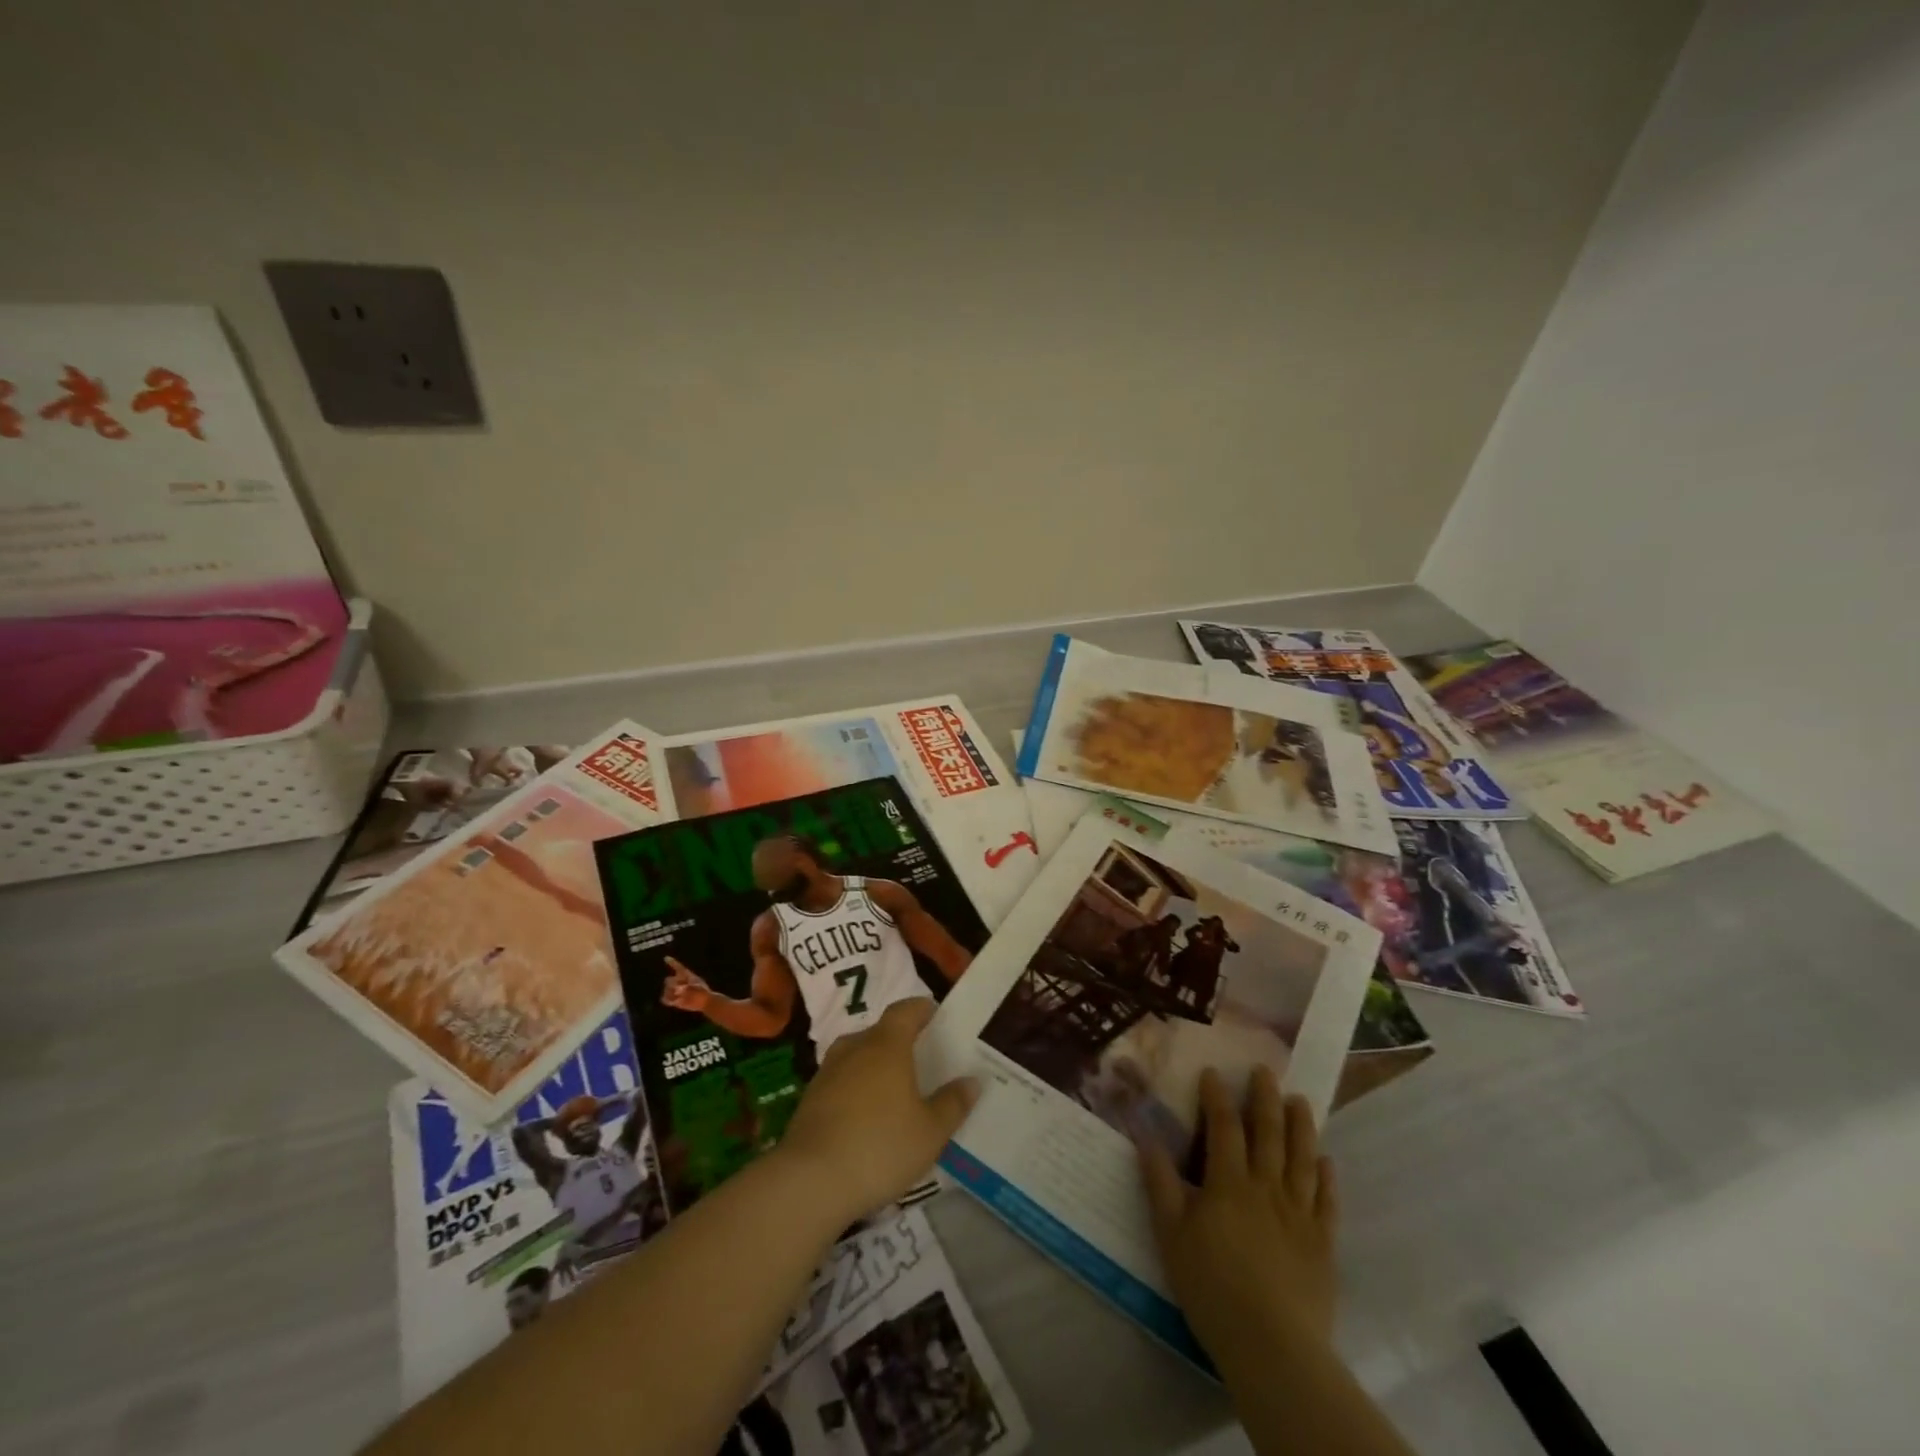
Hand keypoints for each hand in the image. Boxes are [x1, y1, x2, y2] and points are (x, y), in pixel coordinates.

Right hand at [661, 958, 712, 1012]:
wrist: (704, 1001)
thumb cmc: (702, 991)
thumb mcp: (696, 986)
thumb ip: (686, 986)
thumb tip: (677, 990)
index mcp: (686, 975)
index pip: (677, 967)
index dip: (672, 962)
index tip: (666, 958)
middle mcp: (679, 981)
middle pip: (668, 980)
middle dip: (673, 984)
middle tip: (682, 989)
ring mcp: (675, 990)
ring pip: (666, 989)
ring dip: (671, 993)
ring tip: (680, 996)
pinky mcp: (674, 1000)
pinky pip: (664, 999)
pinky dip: (667, 1000)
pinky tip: (674, 1001)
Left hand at [776, 1000, 977, 1225]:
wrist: (811, 1181)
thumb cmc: (881, 1146)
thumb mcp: (930, 1132)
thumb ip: (952, 1103)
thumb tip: (972, 1080)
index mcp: (886, 1045)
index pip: (904, 1010)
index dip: (920, 1009)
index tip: (935, 1014)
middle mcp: (855, 1049)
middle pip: (879, 1032)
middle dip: (899, 1040)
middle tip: (920, 1058)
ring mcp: (827, 1073)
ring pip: (856, 1056)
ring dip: (874, 1065)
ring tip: (893, 1087)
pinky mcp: (810, 1101)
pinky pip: (841, 1082)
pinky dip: (855, 1089)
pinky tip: (866, 1116)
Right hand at [1140, 1067, 1338, 1359]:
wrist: (1273, 1347)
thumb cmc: (1212, 1287)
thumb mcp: (1171, 1233)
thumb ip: (1159, 1181)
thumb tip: (1144, 1134)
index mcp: (1228, 1183)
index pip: (1224, 1128)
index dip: (1217, 1097)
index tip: (1213, 1072)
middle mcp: (1267, 1188)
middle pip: (1268, 1134)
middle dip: (1265, 1098)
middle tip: (1265, 1071)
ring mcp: (1299, 1215)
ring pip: (1301, 1159)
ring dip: (1301, 1126)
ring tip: (1300, 1100)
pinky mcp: (1322, 1244)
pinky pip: (1326, 1202)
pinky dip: (1327, 1178)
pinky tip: (1326, 1161)